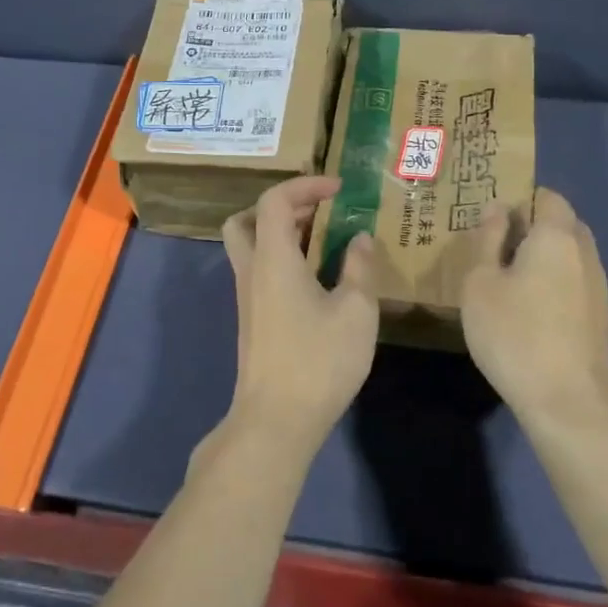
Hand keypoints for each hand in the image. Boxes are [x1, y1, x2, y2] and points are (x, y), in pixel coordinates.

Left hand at [218, 175, 379, 456]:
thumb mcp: (356, 311)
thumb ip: (360, 268)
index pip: (274, 200)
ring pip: (251, 247)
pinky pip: (261, 271)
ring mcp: (247, 297)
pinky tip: (318, 280)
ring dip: (282, 234)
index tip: (338, 190)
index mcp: (272, 258)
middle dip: (283, 206)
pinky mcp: (253, 320)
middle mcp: (251, 271)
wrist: (276, 420)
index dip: (305, 185)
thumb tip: (360, 239)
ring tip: (324, 243)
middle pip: (247, 219)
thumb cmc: (318, 361)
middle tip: (319, 213)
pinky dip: (283, 259)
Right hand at [461, 187, 607, 446]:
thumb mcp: (481, 283)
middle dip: (533, 227)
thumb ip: (487, 240)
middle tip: (496, 247)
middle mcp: (585, 253)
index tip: (493, 218)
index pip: (548, 197)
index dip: (521, 199)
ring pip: (571, 255)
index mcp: (557, 236)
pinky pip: (575, 282)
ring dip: (545, 257)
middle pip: (563, 224)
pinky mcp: (600, 318)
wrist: (567, 401)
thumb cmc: (514, 333)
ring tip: (510, 279)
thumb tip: (497, 208)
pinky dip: (555, 282)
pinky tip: (531, 309)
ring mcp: (598, 287)